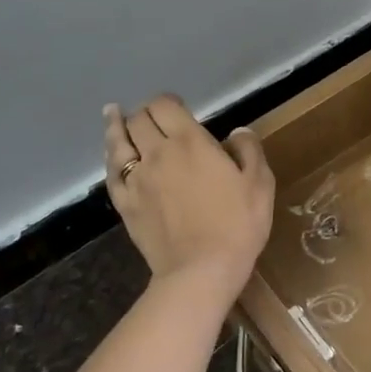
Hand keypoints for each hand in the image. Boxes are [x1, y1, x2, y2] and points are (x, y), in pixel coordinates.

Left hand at [104, 96, 273, 297]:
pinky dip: (110, 159)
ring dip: (117, 126)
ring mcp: (137, 180)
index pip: (165, 106)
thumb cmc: (237, 225)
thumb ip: (249, 150)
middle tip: (155, 117)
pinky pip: (111, 174)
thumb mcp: (260, 183)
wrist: (201, 270)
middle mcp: (157, 153)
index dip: (168, 100)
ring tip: (113, 115)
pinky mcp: (126, 205)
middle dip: (146, 112)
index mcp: (190, 142)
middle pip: (139, 120)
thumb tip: (237, 132)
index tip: (177, 105)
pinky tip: (111, 156)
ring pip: (118, 143)